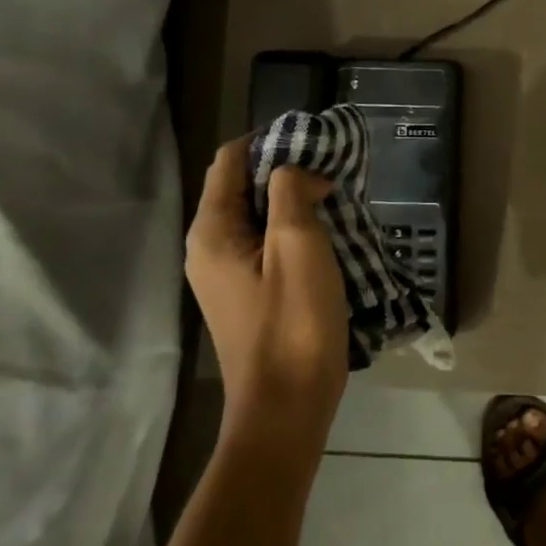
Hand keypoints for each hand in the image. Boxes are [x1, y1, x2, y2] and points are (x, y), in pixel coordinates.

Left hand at [186, 137, 349, 436]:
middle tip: (334, 168)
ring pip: (258, 215)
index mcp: (212, 231)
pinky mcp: (247, 292)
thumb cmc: (293, 322)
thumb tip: (300, 172)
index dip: (270, 140)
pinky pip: (266, 243)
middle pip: (242, 186)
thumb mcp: (298, 245)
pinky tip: (328, 234)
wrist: (287, 405)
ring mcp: (226, 273)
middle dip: (286, 169)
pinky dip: (294, 228)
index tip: (316, 139)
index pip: (230, 160)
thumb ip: (291, 192)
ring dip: (294, 199)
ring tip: (337, 197)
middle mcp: (209, 247)